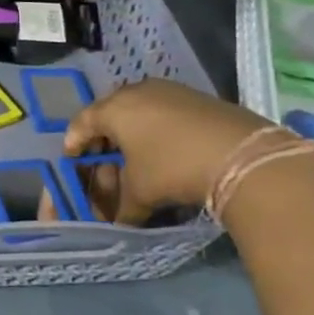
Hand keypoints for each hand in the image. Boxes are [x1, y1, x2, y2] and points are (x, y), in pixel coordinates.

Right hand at [62, 79, 272, 220]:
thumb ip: (121, 208)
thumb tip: (116, 223)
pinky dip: (155, 127)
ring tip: (133, 154)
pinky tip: (163, 148)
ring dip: (130, 131)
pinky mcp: (196, 97)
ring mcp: (168, 91)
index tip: (72, 157)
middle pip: (108, 112)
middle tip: (102, 157)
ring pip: (137, 109)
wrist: (242, 155)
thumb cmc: (172, 168)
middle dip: (102, 136)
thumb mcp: (140, 193)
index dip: (74, 142)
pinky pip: (162, 110)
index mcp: (113, 109)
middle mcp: (136, 92)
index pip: (81, 123)